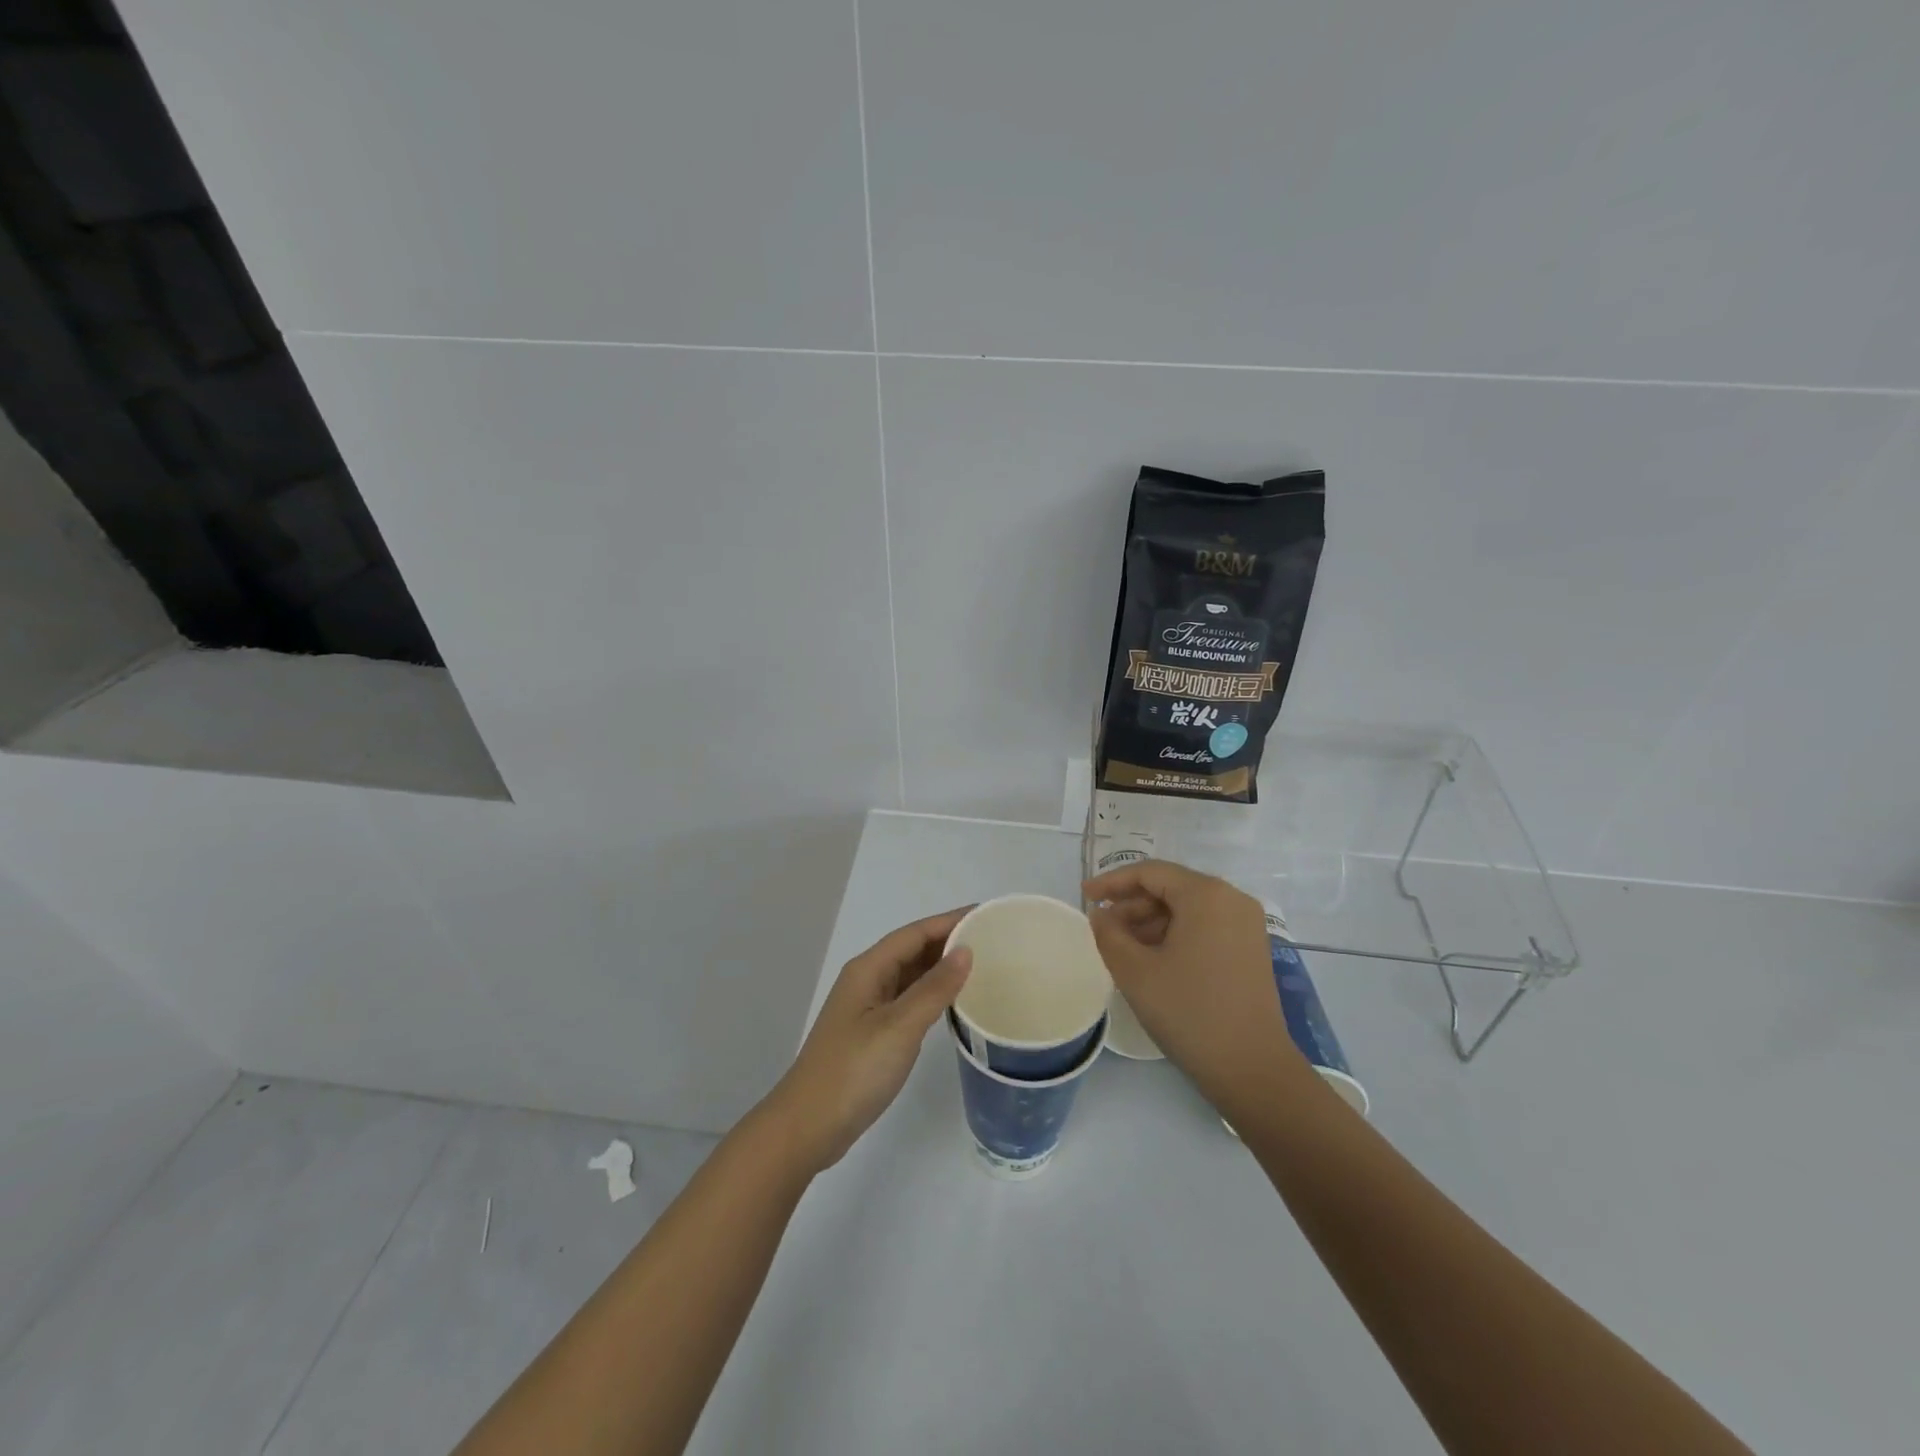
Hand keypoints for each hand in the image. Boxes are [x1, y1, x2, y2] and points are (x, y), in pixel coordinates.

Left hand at [761, 908, 973, 1174]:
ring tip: (982, 965)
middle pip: (911, 949)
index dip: (950, 921)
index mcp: (868, 969)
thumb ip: (933, 988)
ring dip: (941, 967)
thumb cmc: (853, 1071)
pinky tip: (953, 1002)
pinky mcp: (871, 1033)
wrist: (808, 1126)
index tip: (987, 915)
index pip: (915, 933)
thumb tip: (965, 951)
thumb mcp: (899, 1027)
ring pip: (910, 975)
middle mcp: (866, 980)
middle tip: (993, 941)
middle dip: (948, 940)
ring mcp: (867, 1008)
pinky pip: (907, 999)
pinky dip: (931, 994)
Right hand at [1083, 860, 1304, 1107]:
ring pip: (1187, 908)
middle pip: (1170, 887)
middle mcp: (1231, 899)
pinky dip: (1174, 934)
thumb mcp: (1135, 971)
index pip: (1150, 872)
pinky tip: (1151, 958)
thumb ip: (1109, 933)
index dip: (1112, 881)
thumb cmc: (1189, 1012)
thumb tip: (1101, 914)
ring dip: (1151, 920)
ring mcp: (1246, 924)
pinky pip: (1204, 926)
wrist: (1252, 1069)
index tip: (1085, 896)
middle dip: (1132, 904)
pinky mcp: (1250, 948)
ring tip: (1120, 946)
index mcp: (1206, 894)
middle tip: (1101, 927)